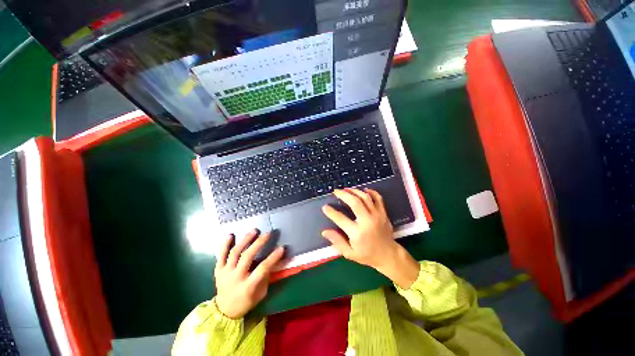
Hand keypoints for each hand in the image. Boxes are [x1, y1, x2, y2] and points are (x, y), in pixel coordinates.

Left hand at [214, 230, 284, 318]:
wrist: (224, 310)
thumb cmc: (246, 301)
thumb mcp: (260, 293)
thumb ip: (266, 277)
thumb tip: (273, 261)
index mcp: (247, 286)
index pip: (262, 269)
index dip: (272, 258)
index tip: (281, 248)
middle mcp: (236, 277)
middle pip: (247, 257)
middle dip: (258, 243)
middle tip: (267, 234)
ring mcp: (225, 273)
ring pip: (235, 253)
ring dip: (245, 240)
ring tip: (254, 231)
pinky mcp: (218, 270)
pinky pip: (221, 255)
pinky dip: (224, 244)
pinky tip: (230, 235)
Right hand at [322, 188, 418, 288]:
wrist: (388, 255)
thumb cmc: (367, 255)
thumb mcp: (350, 253)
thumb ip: (337, 241)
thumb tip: (324, 231)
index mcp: (357, 233)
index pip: (340, 219)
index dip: (331, 212)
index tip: (325, 207)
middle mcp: (367, 222)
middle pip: (355, 202)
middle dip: (343, 194)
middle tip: (336, 191)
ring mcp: (377, 215)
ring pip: (365, 197)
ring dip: (354, 191)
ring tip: (346, 189)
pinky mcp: (383, 213)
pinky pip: (378, 198)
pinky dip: (371, 191)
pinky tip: (363, 190)